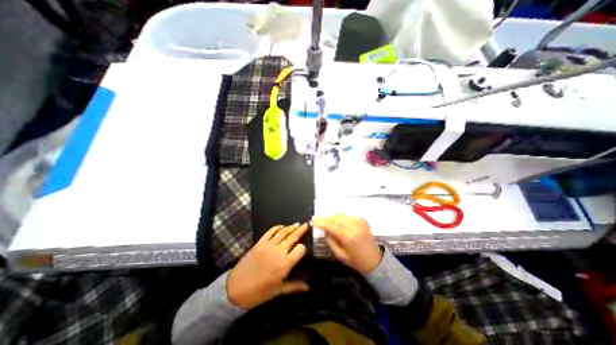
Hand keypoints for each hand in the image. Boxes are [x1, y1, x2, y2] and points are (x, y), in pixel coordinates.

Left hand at [226, 224, 309, 309]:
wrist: (235, 289)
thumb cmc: (259, 293)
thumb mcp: (278, 291)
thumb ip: (294, 286)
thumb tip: (309, 287)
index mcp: (285, 264)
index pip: (300, 249)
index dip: (303, 248)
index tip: (303, 250)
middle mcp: (278, 251)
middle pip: (293, 237)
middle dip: (301, 230)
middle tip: (306, 225)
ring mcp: (268, 245)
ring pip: (283, 232)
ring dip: (291, 227)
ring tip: (297, 224)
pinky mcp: (260, 243)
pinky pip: (270, 232)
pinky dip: (277, 227)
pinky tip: (282, 226)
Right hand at [314, 213, 383, 274]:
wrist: (375, 259)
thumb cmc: (356, 260)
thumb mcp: (340, 255)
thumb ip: (330, 240)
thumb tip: (324, 229)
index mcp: (348, 237)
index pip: (330, 225)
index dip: (319, 222)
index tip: (312, 221)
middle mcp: (353, 226)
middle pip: (334, 217)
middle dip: (324, 217)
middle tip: (316, 219)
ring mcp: (359, 221)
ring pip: (341, 214)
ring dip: (331, 216)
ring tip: (325, 219)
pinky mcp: (362, 219)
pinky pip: (347, 215)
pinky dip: (340, 216)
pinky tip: (336, 220)